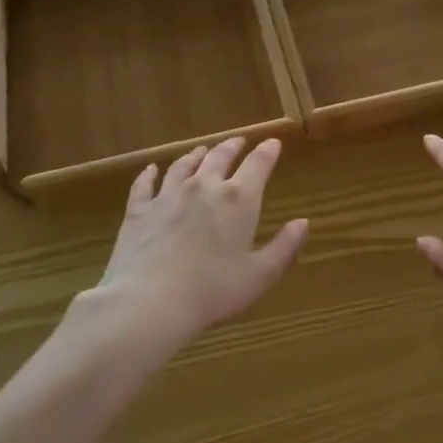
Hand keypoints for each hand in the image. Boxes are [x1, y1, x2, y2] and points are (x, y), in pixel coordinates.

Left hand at [89, 136, 307, 350]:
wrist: (150, 301)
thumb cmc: (213, 291)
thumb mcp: (260, 275)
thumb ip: (285, 247)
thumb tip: (303, 222)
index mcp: (238, 199)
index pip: (258, 164)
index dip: (268, 151)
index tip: (273, 143)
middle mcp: (204, 186)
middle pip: (219, 156)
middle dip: (232, 146)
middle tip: (238, 142)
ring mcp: (168, 195)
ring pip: (184, 165)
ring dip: (195, 155)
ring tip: (201, 150)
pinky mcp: (140, 209)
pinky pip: (145, 183)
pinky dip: (150, 174)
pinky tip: (151, 169)